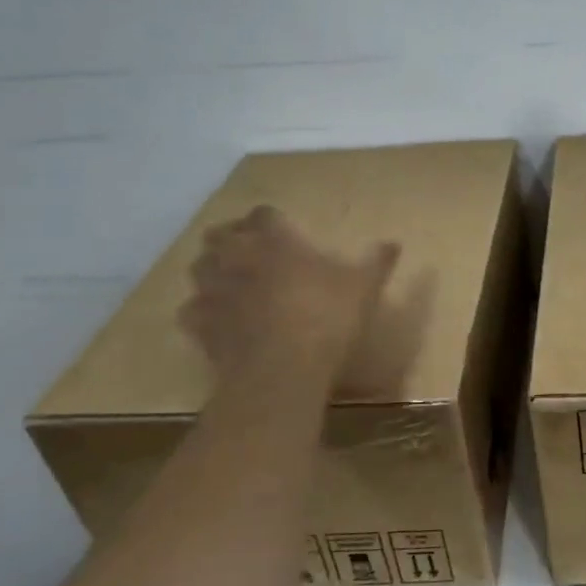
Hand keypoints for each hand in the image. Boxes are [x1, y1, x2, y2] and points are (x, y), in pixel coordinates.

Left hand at [180, 206, 400, 380]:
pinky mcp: (200, 325)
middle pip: (220, 234)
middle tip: (250, 249)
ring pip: (198, 267)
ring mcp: (214, 291)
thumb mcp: (363, 288)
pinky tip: (215, 318)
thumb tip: (393, 243)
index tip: (281, 228)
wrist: (281, 371)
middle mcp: (238, 257)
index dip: (271, 219)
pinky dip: (201, 310)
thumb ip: (376, 262)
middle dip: (232, 237)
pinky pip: (191, 309)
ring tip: (228, 278)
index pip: (264, 214)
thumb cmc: (326, 319)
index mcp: (276, 241)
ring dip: (211, 268)